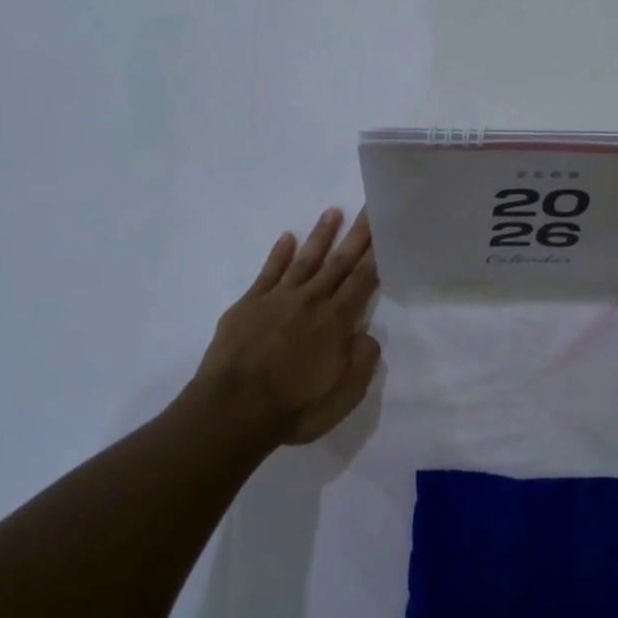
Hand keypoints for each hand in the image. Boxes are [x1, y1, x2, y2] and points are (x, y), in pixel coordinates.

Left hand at [190, 208, 381, 445]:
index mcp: (336, 321)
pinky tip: (287, 238)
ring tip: (333, 211)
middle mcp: (310, 300)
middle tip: (369, 207)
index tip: (386, 228)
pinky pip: (268, 272)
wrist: (231, 410)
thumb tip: (367, 335)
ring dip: (321, 235)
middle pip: (339, 261)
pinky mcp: (249, 304)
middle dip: (356, 234)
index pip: (363, 280)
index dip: (376, 254)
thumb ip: (362, 362)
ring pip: (306, 259)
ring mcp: (277, 299)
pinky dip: (278, 254)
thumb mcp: (342, 397)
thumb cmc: (293, 408)